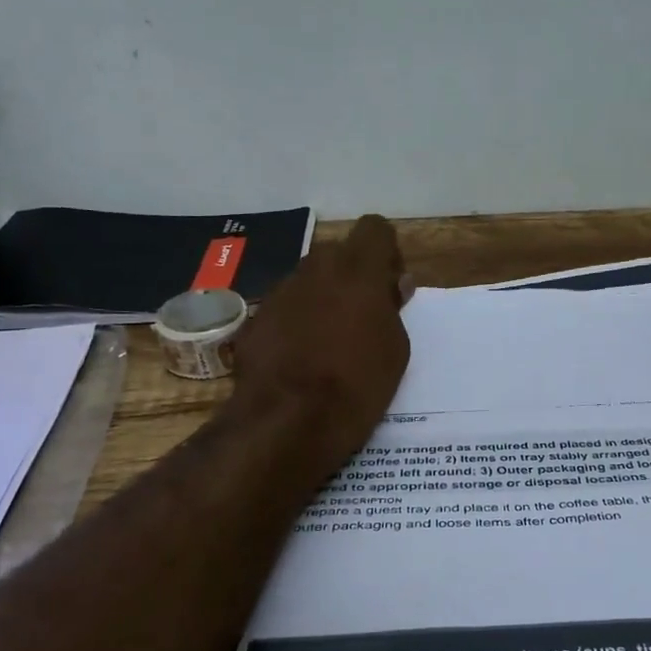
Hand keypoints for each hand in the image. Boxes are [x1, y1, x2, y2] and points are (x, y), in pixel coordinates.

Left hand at [234, 214, 412, 474]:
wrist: (288, 422)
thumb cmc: (358, 385)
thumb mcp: (395, 349)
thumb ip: (393, 308)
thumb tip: (392, 285)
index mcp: (358, 270)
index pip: (375, 229)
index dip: (384, 254)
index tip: (388, 288)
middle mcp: (316, 268)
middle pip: (338, 255)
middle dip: (351, 278)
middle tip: (361, 319)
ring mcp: (280, 292)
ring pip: (308, 282)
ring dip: (321, 301)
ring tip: (327, 345)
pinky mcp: (255, 319)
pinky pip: (284, 310)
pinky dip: (294, 325)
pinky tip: (298, 361)